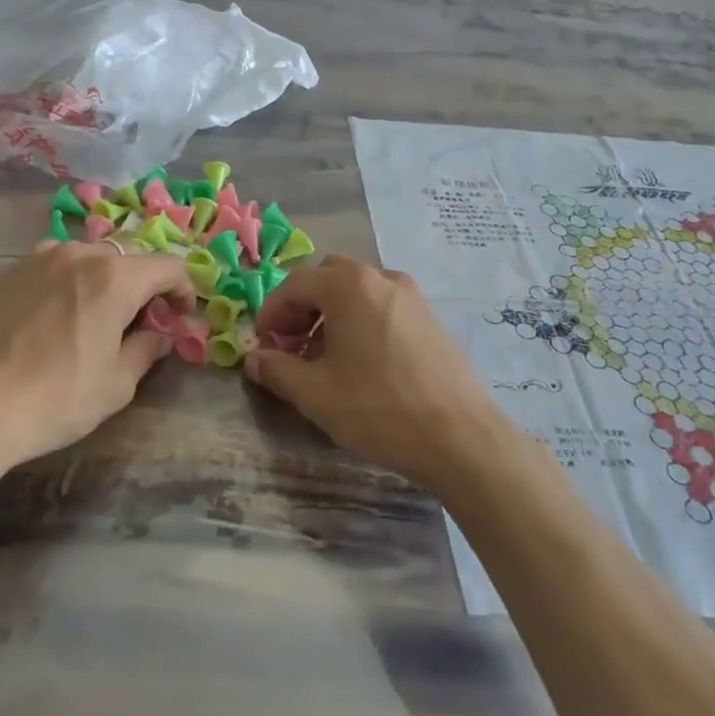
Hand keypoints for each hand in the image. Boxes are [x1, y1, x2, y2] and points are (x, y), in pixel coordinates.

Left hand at [0, 243, 194, 484]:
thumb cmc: (54, 401)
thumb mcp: (116, 385)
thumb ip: (147, 349)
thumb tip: (160, 334)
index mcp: (114, 278)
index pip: (168, 266)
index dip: (183, 289)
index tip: (180, 316)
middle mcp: (78, 255)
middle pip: (127, 257)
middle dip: (144, 285)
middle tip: (141, 320)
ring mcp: (37, 258)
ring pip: (87, 257)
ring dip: (103, 280)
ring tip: (95, 315)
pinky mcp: (6, 272)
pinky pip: (51, 266)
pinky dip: (67, 282)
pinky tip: (55, 316)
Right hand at [244, 256, 507, 491]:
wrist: (460, 437)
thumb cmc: (378, 409)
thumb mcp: (315, 394)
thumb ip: (276, 370)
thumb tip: (254, 359)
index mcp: (349, 286)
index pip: (294, 284)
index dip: (271, 312)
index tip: (262, 344)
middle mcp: (381, 278)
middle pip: (327, 278)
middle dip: (302, 307)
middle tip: (291, 345)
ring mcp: (411, 296)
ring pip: (357, 291)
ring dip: (331, 314)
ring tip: (325, 358)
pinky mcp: (430, 318)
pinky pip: (382, 306)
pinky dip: (360, 321)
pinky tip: (361, 363)